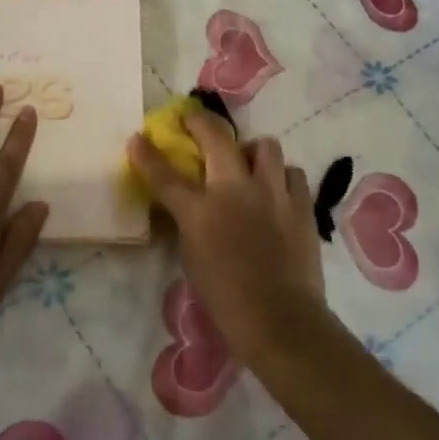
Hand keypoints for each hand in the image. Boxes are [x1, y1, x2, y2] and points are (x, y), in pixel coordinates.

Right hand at [126, 109, 327, 359]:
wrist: (279, 319)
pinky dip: (281, 177)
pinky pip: (291, 173)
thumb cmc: (226, 298)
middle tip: (193, 120)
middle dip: (200, 122)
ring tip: (249, 165)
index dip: (147, 154)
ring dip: (252, 151)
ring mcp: (272, 193)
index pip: (165, 175)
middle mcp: (235, 191)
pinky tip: (277, 191)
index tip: (137, 137)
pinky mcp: (301, 203)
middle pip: (216, 138)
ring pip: (265, 146)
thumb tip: (188, 204)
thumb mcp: (192, 257)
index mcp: (200, 212)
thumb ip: (188, 223)